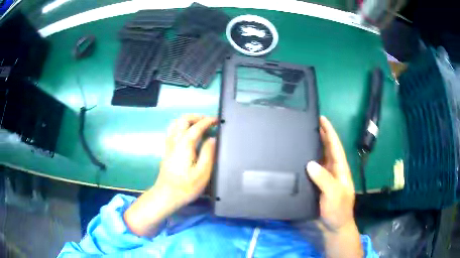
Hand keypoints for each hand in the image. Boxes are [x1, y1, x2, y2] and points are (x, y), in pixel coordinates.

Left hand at [124, 115, 216, 236]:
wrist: (166, 195)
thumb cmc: (186, 186)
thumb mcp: (203, 173)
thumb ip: (208, 153)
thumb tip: (212, 139)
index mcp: (185, 145)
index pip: (196, 127)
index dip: (207, 121)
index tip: (216, 120)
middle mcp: (175, 141)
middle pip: (182, 120)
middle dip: (195, 117)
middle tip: (207, 121)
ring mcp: (169, 145)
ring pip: (175, 124)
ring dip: (187, 120)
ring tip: (198, 125)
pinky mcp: (167, 151)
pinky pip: (172, 131)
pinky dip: (181, 127)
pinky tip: (187, 134)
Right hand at [306, 116, 362, 257]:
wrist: (334, 226)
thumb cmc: (338, 210)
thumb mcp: (334, 194)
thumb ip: (324, 179)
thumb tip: (310, 163)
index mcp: (340, 169)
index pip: (335, 146)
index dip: (329, 132)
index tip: (322, 118)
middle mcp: (333, 171)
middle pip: (328, 149)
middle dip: (322, 135)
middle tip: (309, 124)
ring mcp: (326, 178)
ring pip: (320, 158)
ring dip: (314, 147)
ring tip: (303, 137)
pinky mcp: (318, 186)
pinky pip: (313, 170)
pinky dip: (307, 161)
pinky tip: (299, 159)